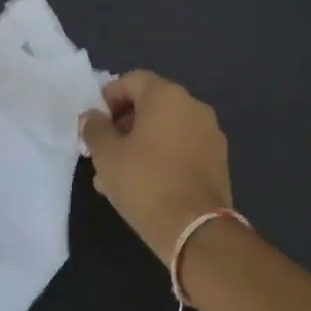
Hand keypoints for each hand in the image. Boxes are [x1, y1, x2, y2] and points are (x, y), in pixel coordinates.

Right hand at [80, 71, 232, 261]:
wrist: (195, 229)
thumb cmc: (144, 182)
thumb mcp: (106, 155)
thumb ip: (94, 129)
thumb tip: (92, 117)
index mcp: (166, 95)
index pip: (131, 81)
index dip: (108, 99)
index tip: (94, 125)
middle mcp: (193, 106)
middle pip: (150, 105)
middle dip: (123, 125)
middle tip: (103, 152)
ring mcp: (210, 133)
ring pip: (165, 130)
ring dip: (140, 144)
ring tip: (118, 176)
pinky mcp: (218, 160)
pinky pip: (182, 148)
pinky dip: (162, 157)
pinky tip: (144, 185)